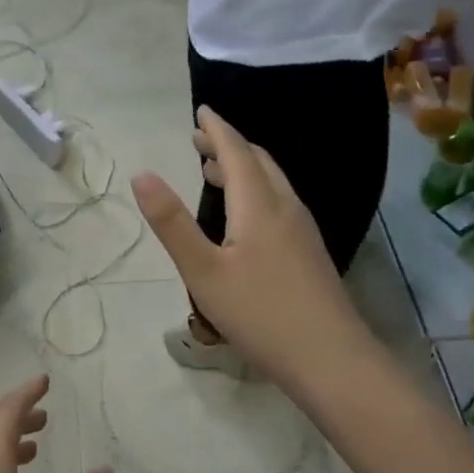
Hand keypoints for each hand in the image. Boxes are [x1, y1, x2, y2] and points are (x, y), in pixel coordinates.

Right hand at [131, 107, 379, 398]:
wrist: (332, 360)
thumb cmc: (260, 314)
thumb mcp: (203, 272)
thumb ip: (171, 223)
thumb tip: (141, 175)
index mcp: (259, 206)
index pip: (237, 152)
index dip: (217, 129)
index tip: (201, 111)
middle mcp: (285, 208)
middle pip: (259, 162)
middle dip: (229, 145)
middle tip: (199, 139)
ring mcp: (303, 231)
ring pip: (272, 183)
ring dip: (243, 168)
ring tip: (213, 171)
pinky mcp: (309, 253)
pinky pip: (279, 203)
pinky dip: (255, 191)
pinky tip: (244, 216)